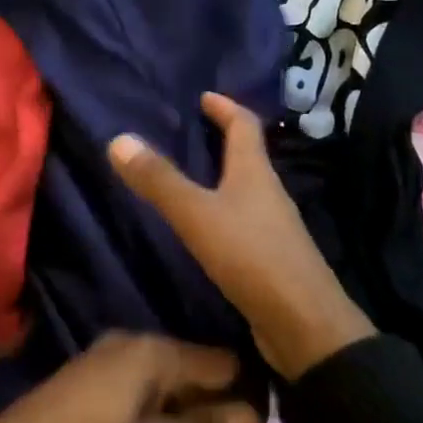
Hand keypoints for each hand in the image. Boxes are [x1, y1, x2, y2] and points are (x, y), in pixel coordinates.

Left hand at [0, 334, 261, 422]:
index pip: (223, 363)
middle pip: (195, 367)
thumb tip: (256, 417)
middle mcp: (134, 339)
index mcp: (155, 351)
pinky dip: (157, 405)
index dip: (244, 397)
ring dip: (184, 408)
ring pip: (168, 376)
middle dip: (213, 404)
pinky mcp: (92, 370)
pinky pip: (142, 380)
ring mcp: (109, 352)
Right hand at [108, 92, 375, 381]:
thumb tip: (119, 139)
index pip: (244, 126)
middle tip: (186, 134)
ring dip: (221, 176)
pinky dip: (222, 211)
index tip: (204, 97)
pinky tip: (204, 226)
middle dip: (221, 140)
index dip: (225, 107)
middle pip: (248, 156)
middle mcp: (269, 193)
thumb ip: (159, 180)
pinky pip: (242, 221)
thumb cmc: (251, 257)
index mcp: (255, 173)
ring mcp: (273, 227)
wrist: (303, 325)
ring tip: (188, 176)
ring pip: (245, 189)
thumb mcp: (197, 215)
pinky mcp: (270, 257)